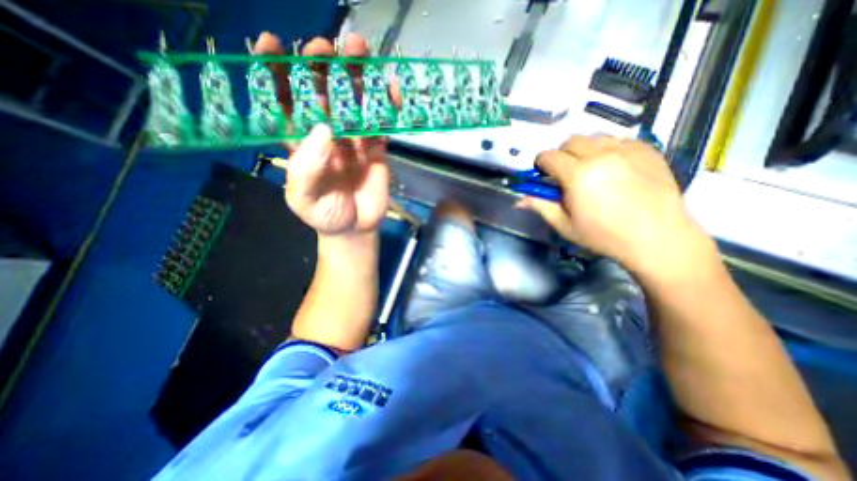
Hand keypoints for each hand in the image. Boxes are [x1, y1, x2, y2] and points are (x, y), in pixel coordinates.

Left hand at [251, 32, 391, 236]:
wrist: (356, 228)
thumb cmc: (325, 215)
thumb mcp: (303, 198)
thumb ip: (306, 168)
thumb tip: (324, 127)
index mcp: (301, 144)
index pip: (284, 103)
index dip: (276, 74)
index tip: (272, 44)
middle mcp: (327, 136)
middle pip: (323, 95)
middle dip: (321, 68)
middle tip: (325, 48)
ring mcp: (354, 141)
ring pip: (355, 103)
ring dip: (357, 78)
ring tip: (360, 51)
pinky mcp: (376, 149)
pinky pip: (382, 125)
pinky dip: (387, 106)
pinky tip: (391, 89)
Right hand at [515, 136, 710, 277]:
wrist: (657, 237)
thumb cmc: (604, 236)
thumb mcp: (565, 225)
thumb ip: (541, 206)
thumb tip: (519, 201)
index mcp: (578, 175)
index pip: (548, 156)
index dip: (541, 164)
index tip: (543, 175)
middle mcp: (600, 155)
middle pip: (569, 141)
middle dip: (561, 155)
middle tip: (566, 174)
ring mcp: (626, 149)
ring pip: (593, 137)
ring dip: (584, 150)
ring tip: (590, 170)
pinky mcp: (647, 149)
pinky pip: (618, 139)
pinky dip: (608, 149)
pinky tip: (613, 167)